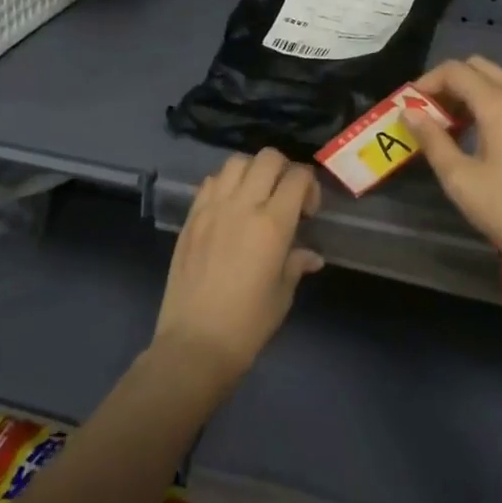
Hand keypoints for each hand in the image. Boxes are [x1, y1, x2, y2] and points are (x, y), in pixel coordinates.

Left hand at [153, 149, 323, 393]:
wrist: (194, 345)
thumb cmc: (247, 324)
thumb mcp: (283, 294)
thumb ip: (296, 264)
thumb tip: (310, 255)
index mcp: (272, 224)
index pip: (298, 177)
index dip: (310, 186)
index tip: (308, 211)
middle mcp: (242, 206)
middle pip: (268, 158)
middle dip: (284, 169)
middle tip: (285, 197)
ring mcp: (212, 209)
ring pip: (236, 162)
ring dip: (253, 171)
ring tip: (256, 197)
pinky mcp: (191, 218)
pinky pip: (210, 182)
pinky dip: (225, 184)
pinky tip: (229, 208)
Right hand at [405, 56, 501, 299]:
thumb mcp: (461, 180)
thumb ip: (432, 140)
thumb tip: (410, 112)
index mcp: (500, 104)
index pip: (455, 71)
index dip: (427, 82)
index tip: (412, 105)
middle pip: (481, 68)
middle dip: (452, 84)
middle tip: (434, 116)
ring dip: (477, 94)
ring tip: (462, 131)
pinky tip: (495, 142)